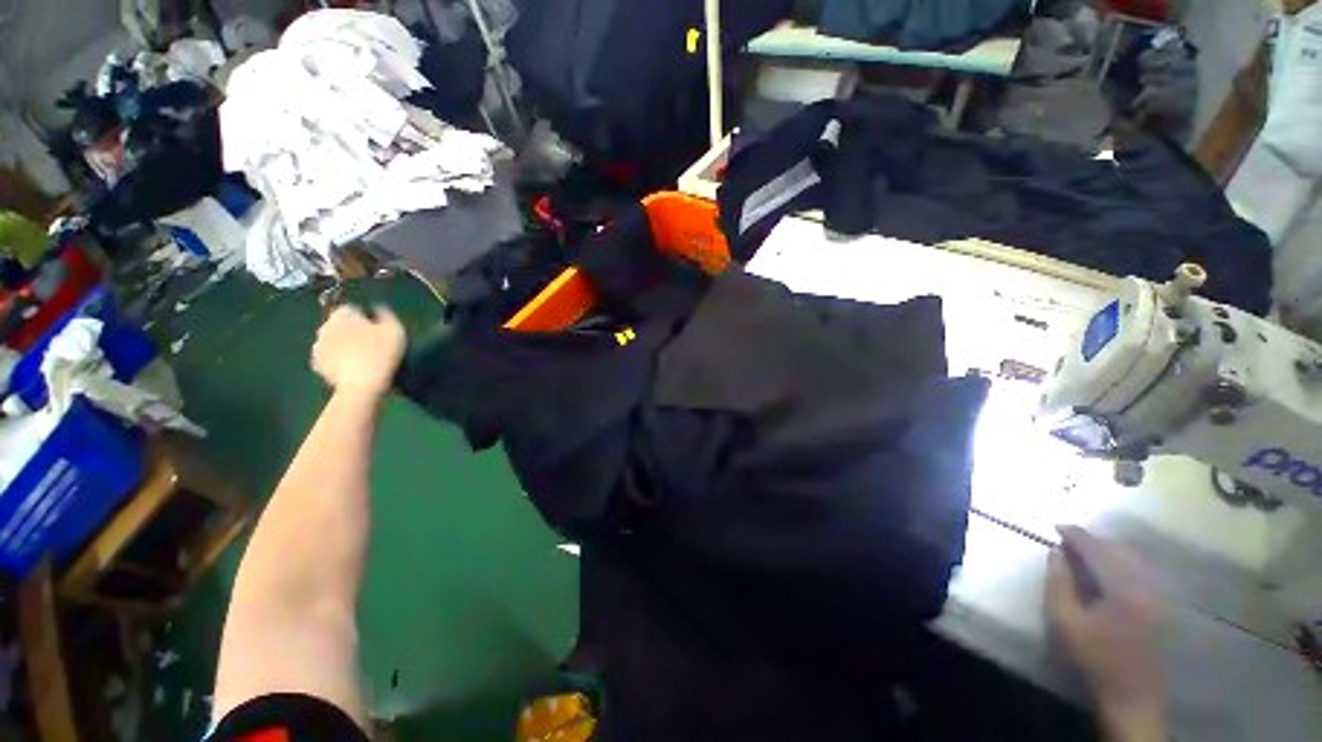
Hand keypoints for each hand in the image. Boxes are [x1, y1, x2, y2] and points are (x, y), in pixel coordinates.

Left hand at [311, 305, 405, 396]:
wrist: (361, 386)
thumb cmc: (381, 354)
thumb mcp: (394, 331)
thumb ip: (386, 314)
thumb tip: (379, 307)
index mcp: (342, 315)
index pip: (351, 308)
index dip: (364, 317)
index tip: (376, 328)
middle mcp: (324, 327)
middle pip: (339, 324)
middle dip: (351, 329)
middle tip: (370, 343)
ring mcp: (317, 347)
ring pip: (332, 340)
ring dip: (343, 344)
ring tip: (361, 357)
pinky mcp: (316, 364)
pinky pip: (328, 357)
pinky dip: (337, 360)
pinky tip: (351, 367)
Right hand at [1047, 526, 1165, 740]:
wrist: (1131, 692)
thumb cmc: (1094, 656)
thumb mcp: (1064, 621)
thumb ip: (1058, 582)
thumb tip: (1056, 552)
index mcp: (1122, 588)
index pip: (1097, 550)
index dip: (1076, 535)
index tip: (1056, 527)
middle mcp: (1145, 584)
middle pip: (1118, 550)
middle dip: (1092, 541)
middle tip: (1068, 540)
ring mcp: (1157, 595)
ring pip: (1132, 559)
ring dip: (1107, 551)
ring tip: (1085, 552)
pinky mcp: (1161, 604)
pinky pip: (1141, 571)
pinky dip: (1122, 563)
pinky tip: (1109, 569)